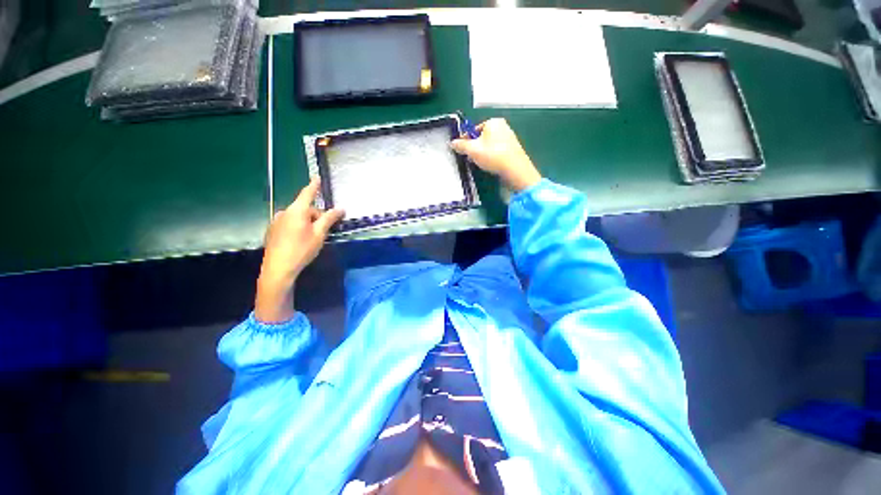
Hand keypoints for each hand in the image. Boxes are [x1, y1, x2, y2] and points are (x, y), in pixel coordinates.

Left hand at [255, 178, 343, 322]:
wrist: (278, 269)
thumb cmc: (302, 249)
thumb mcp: (319, 234)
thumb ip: (329, 219)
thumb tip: (341, 208)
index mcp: (297, 211)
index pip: (307, 193)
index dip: (314, 186)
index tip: (317, 177)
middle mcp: (284, 212)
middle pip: (305, 209)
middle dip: (316, 216)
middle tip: (324, 231)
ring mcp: (276, 221)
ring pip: (297, 217)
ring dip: (307, 223)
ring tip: (312, 238)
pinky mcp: (272, 231)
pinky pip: (289, 223)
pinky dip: (298, 227)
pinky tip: (300, 242)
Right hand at [450, 118, 541, 191]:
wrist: (515, 169)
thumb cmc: (493, 155)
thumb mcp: (472, 150)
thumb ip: (461, 145)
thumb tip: (452, 143)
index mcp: (493, 122)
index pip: (474, 129)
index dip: (465, 140)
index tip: (461, 150)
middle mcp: (503, 126)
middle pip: (482, 137)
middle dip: (475, 147)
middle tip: (470, 158)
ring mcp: (509, 137)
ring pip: (489, 145)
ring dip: (482, 153)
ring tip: (480, 163)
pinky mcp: (513, 149)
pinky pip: (497, 151)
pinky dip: (492, 157)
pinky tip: (490, 165)